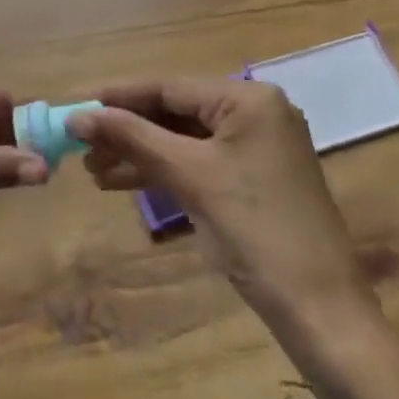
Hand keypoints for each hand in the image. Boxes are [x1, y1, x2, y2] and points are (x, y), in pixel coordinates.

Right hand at [68, 78, 398, 398]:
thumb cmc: (255, 230)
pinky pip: (199, 162)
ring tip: (94, 170)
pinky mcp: (254, 179)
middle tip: (82, 146)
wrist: (320, 311)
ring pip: (184, 140)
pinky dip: (164, 171)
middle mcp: (256, 113)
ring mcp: (257, 148)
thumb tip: (78, 114)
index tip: (78, 106)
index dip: (120, 97)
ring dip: (140, 153)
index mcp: (249, 100)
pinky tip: (124, 182)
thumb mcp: (189, 176)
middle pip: (176, 112)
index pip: (170, 87)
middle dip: (128, 130)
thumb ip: (132, 137)